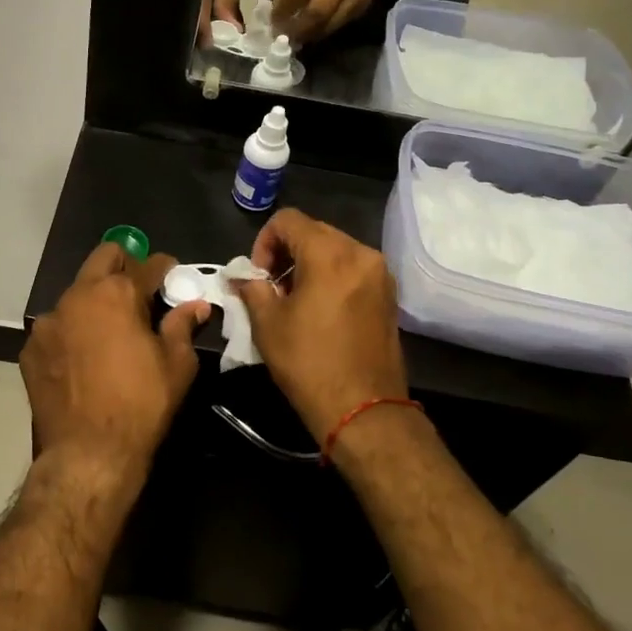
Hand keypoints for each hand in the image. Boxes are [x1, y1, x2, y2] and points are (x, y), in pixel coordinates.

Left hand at [20, 244, 210, 487]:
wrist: (87, 454)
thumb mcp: (177, 365)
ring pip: (77, 293)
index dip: (165, 268)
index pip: (148, 264)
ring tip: (110, 330)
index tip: (174, 277)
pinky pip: (57, 326)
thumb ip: (183, 326)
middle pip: (104, 258)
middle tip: (141, 290)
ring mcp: (48, 321)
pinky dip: (73, 331)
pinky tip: (83, 358)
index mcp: (117, 293)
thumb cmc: (141, 405)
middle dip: (125, 265)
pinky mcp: (31, 348)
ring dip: (96, 300)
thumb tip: (196, 306)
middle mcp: (78, 296)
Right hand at [236, 209, 408, 442]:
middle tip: (272, 287)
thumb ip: (252, 288)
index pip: (288, 220)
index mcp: (329, 254)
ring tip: (295, 300)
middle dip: (287, 252)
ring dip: (310, 264)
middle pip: (314, 231)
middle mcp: (360, 253)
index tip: (259, 275)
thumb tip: (242, 277)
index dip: (264, 242)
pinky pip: (353, 269)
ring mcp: (380, 274)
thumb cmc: (309, 363)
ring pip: (335, 249)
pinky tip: (320, 309)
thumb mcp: (268, 324)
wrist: (364, 410)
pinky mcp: (389, 294)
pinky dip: (332, 276)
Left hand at [272, 0, 378, 43]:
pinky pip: (340, 24)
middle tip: (285, 38)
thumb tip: (278, 17)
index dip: (283, 10)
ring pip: (330, 22)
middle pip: (319, 10)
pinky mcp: (365, 3)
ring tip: (297, 38)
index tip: (273, 24)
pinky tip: (313, 31)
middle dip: (298, 28)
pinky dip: (323, 30)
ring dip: (310, 34)